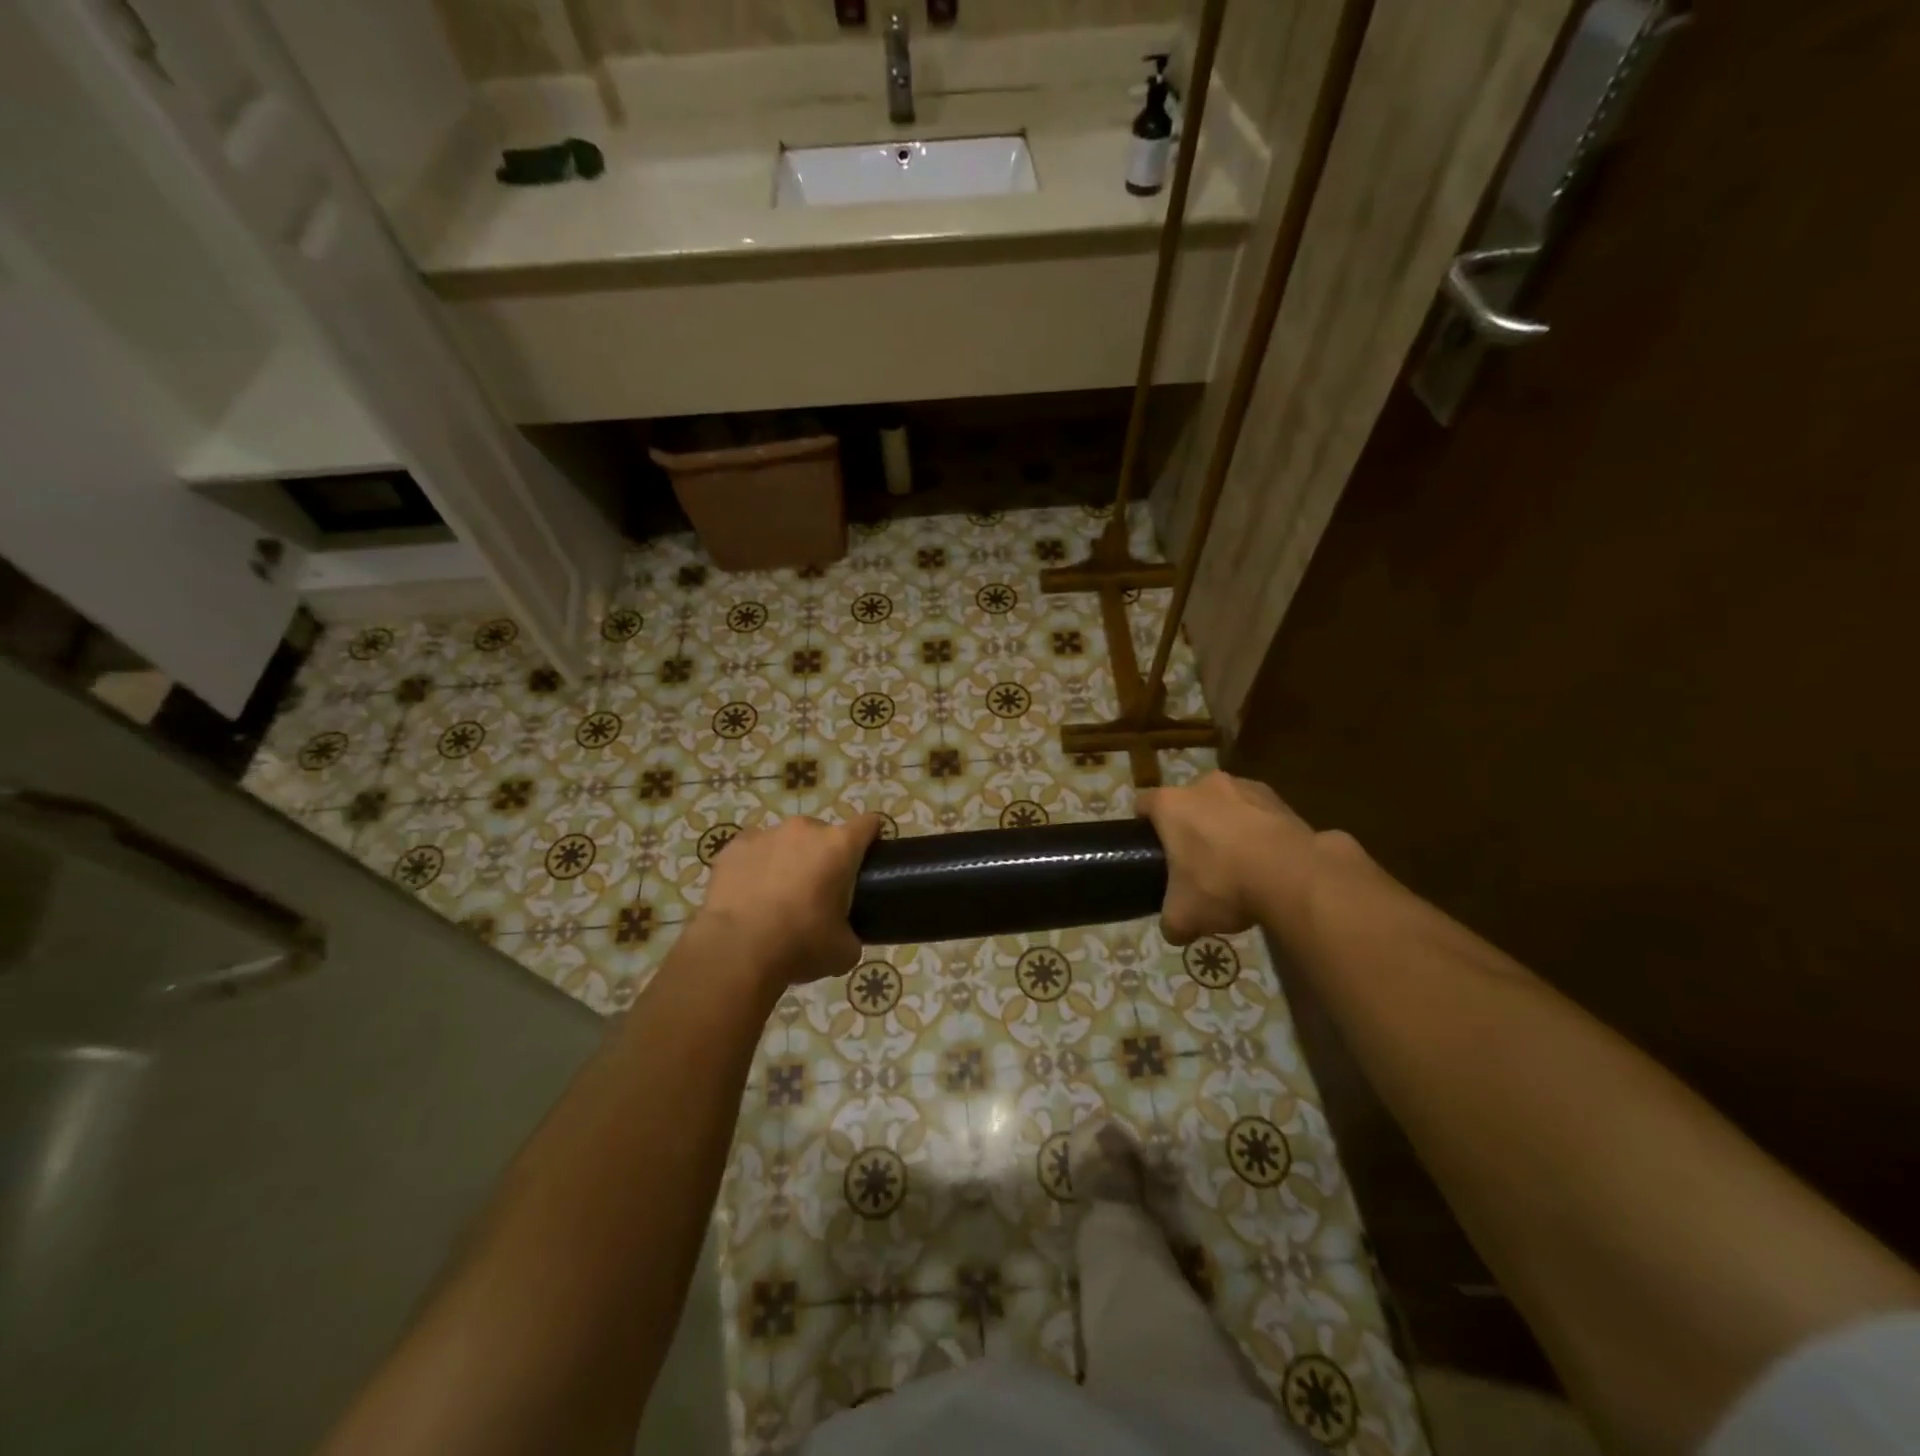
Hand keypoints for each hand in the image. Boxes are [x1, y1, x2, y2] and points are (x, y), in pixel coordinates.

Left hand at [696, 814, 884, 993]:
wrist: (735, 951)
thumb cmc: (800, 944)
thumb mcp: (844, 951)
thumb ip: (852, 932)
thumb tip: (845, 934)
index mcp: (839, 846)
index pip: (868, 824)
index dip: (872, 838)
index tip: (867, 859)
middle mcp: (805, 830)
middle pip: (823, 834)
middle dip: (823, 856)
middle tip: (817, 892)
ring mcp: (765, 834)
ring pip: (786, 841)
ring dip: (788, 860)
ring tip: (777, 896)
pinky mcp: (733, 846)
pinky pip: (752, 851)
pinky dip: (755, 866)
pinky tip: (748, 896)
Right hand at [1137, 772, 1318, 943]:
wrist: (1293, 876)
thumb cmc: (1222, 884)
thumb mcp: (1184, 916)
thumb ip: (1171, 922)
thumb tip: (1174, 931)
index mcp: (1171, 804)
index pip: (1143, 804)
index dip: (1143, 825)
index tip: (1150, 848)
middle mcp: (1204, 785)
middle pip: (1188, 802)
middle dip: (1190, 826)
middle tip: (1196, 862)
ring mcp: (1245, 787)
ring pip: (1226, 805)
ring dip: (1227, 826)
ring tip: (1238, 864)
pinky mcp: (1281, 799)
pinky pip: (1259, 814)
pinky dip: (1260, 832)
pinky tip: (1268, 862)